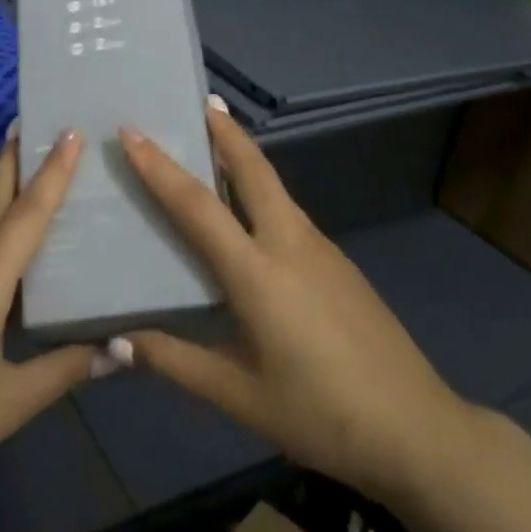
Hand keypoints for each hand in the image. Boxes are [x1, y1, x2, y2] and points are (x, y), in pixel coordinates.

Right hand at [118, 105, 471, 500]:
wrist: (417, 430)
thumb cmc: (320, 414)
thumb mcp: (239, 396)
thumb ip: (174, 361)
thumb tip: (113, 344)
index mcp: (256, 272)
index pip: (197, 206)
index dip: (160, 167)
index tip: (132, 132)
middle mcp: (289, 243)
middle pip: (253, 169)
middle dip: (225, 131)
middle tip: (200, 102)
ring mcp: (321, 248)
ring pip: (275, 187)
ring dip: (245, 157)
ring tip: (216, 146)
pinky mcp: (339, 262)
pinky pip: (290, 212)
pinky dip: (263, 193)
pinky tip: (253, 218)